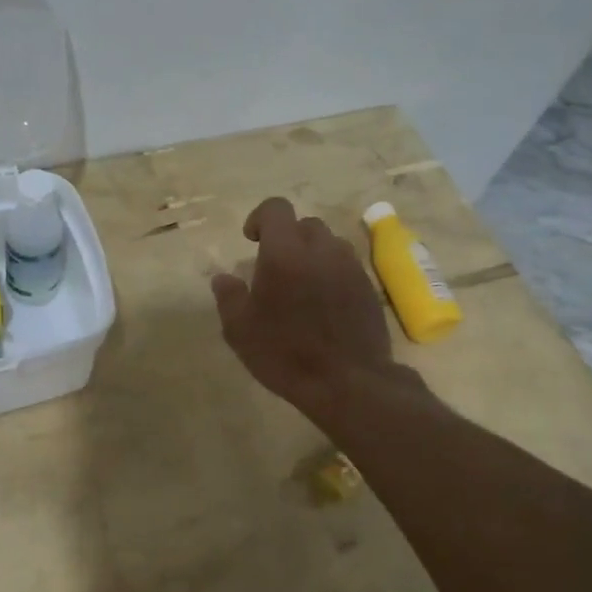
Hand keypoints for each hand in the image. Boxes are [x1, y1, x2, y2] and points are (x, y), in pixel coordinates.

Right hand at [211, 197, 404, 426]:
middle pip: (305, 225)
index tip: (251, 240)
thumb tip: (223, 278)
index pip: (276, 209)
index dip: (260, 217)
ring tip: (302, 285)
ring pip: (329, 244)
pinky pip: (346, 267)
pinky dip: (332, 274)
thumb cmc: (285, 353)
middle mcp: (321, 250)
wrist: (348, 382)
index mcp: (284, 253)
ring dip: (313, 254)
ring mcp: (350, 267)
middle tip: (275, 268)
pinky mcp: (369, 287)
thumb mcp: (240, 330)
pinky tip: (324, 304)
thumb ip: (229, 297)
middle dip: (288, 238)